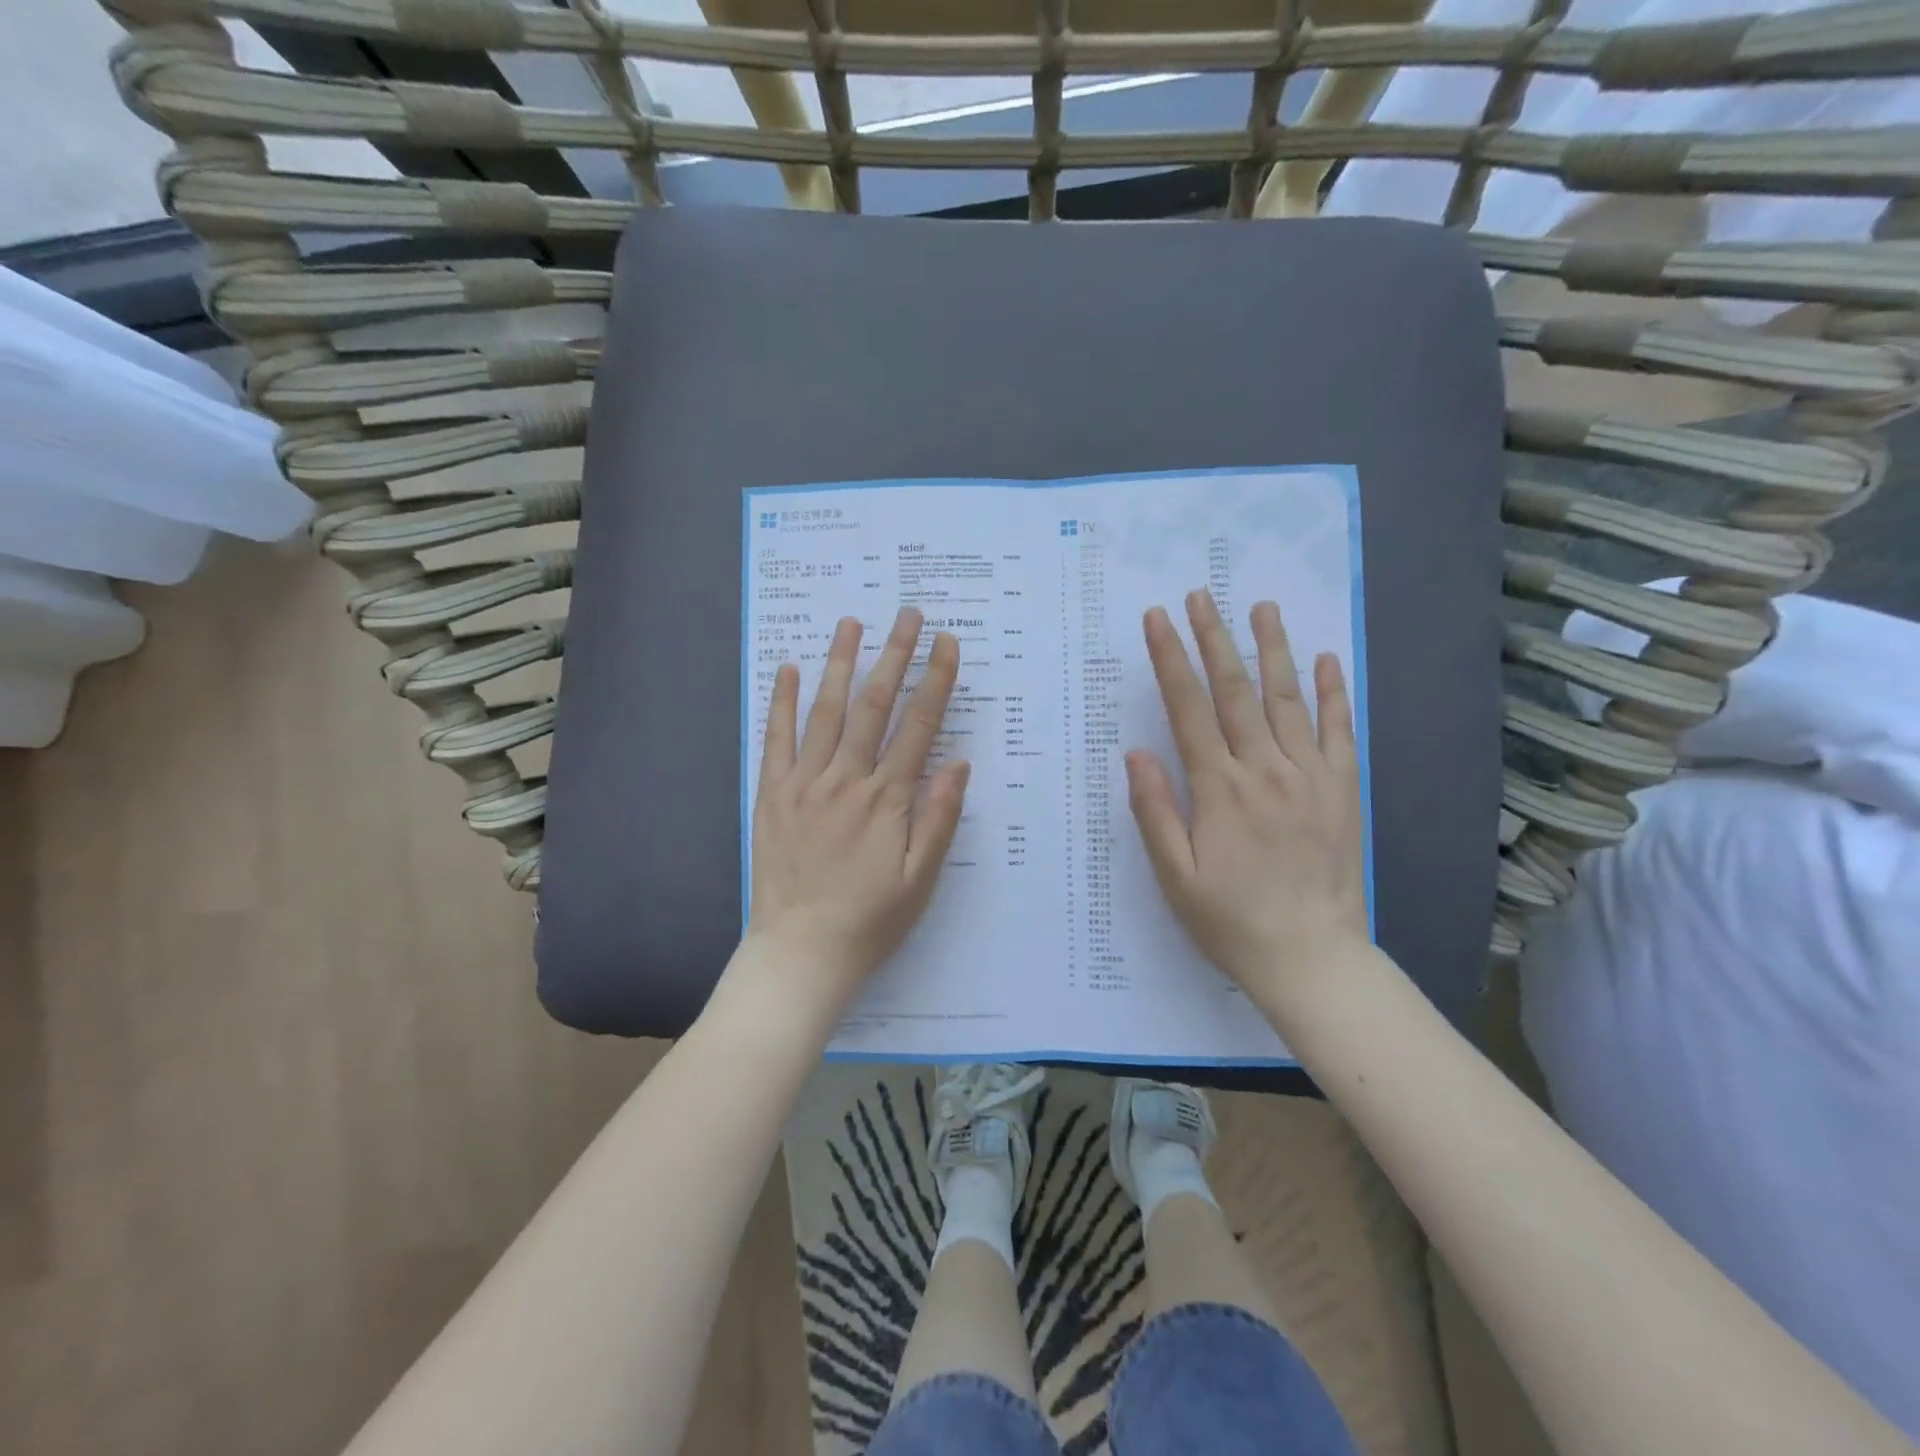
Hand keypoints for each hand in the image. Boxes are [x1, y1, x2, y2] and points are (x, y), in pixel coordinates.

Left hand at [743, 607, 969, 1013]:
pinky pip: (776, 739)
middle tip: (907, 614)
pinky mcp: (772, 794)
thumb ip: (938, 818)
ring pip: (825, 711)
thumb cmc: (870, 920)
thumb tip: (957, 762)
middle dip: (894, 655)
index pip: (918, 726)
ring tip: (851, 623)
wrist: (800, 952)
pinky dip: (781, 701)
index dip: (935, 680)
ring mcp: (804, 784)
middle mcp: (846, 780)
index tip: (947, 643)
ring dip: (840, 663)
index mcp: (887, 800)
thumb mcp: (920, 879)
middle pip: (874, 706)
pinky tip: (787, 668)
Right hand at [1126, 590, 1367, 997]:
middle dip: (1214, 638)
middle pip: (1235, 691)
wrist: (1311, 958)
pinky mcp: (1342, 790)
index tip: (1158, 620)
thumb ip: (1154, 811)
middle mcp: (1266, 770)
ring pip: (1288, 699)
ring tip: (1262, 607)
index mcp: (1220, 789)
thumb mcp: (1174, 876)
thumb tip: (1136, 752)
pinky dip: (1331, 693)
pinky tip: (1325, 660)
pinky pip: (1338, 731)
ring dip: (1273, 649)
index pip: (1188, 709)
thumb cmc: (1230, 920)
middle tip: (1201, 596)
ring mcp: (1310, 776)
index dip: (1170, 660)